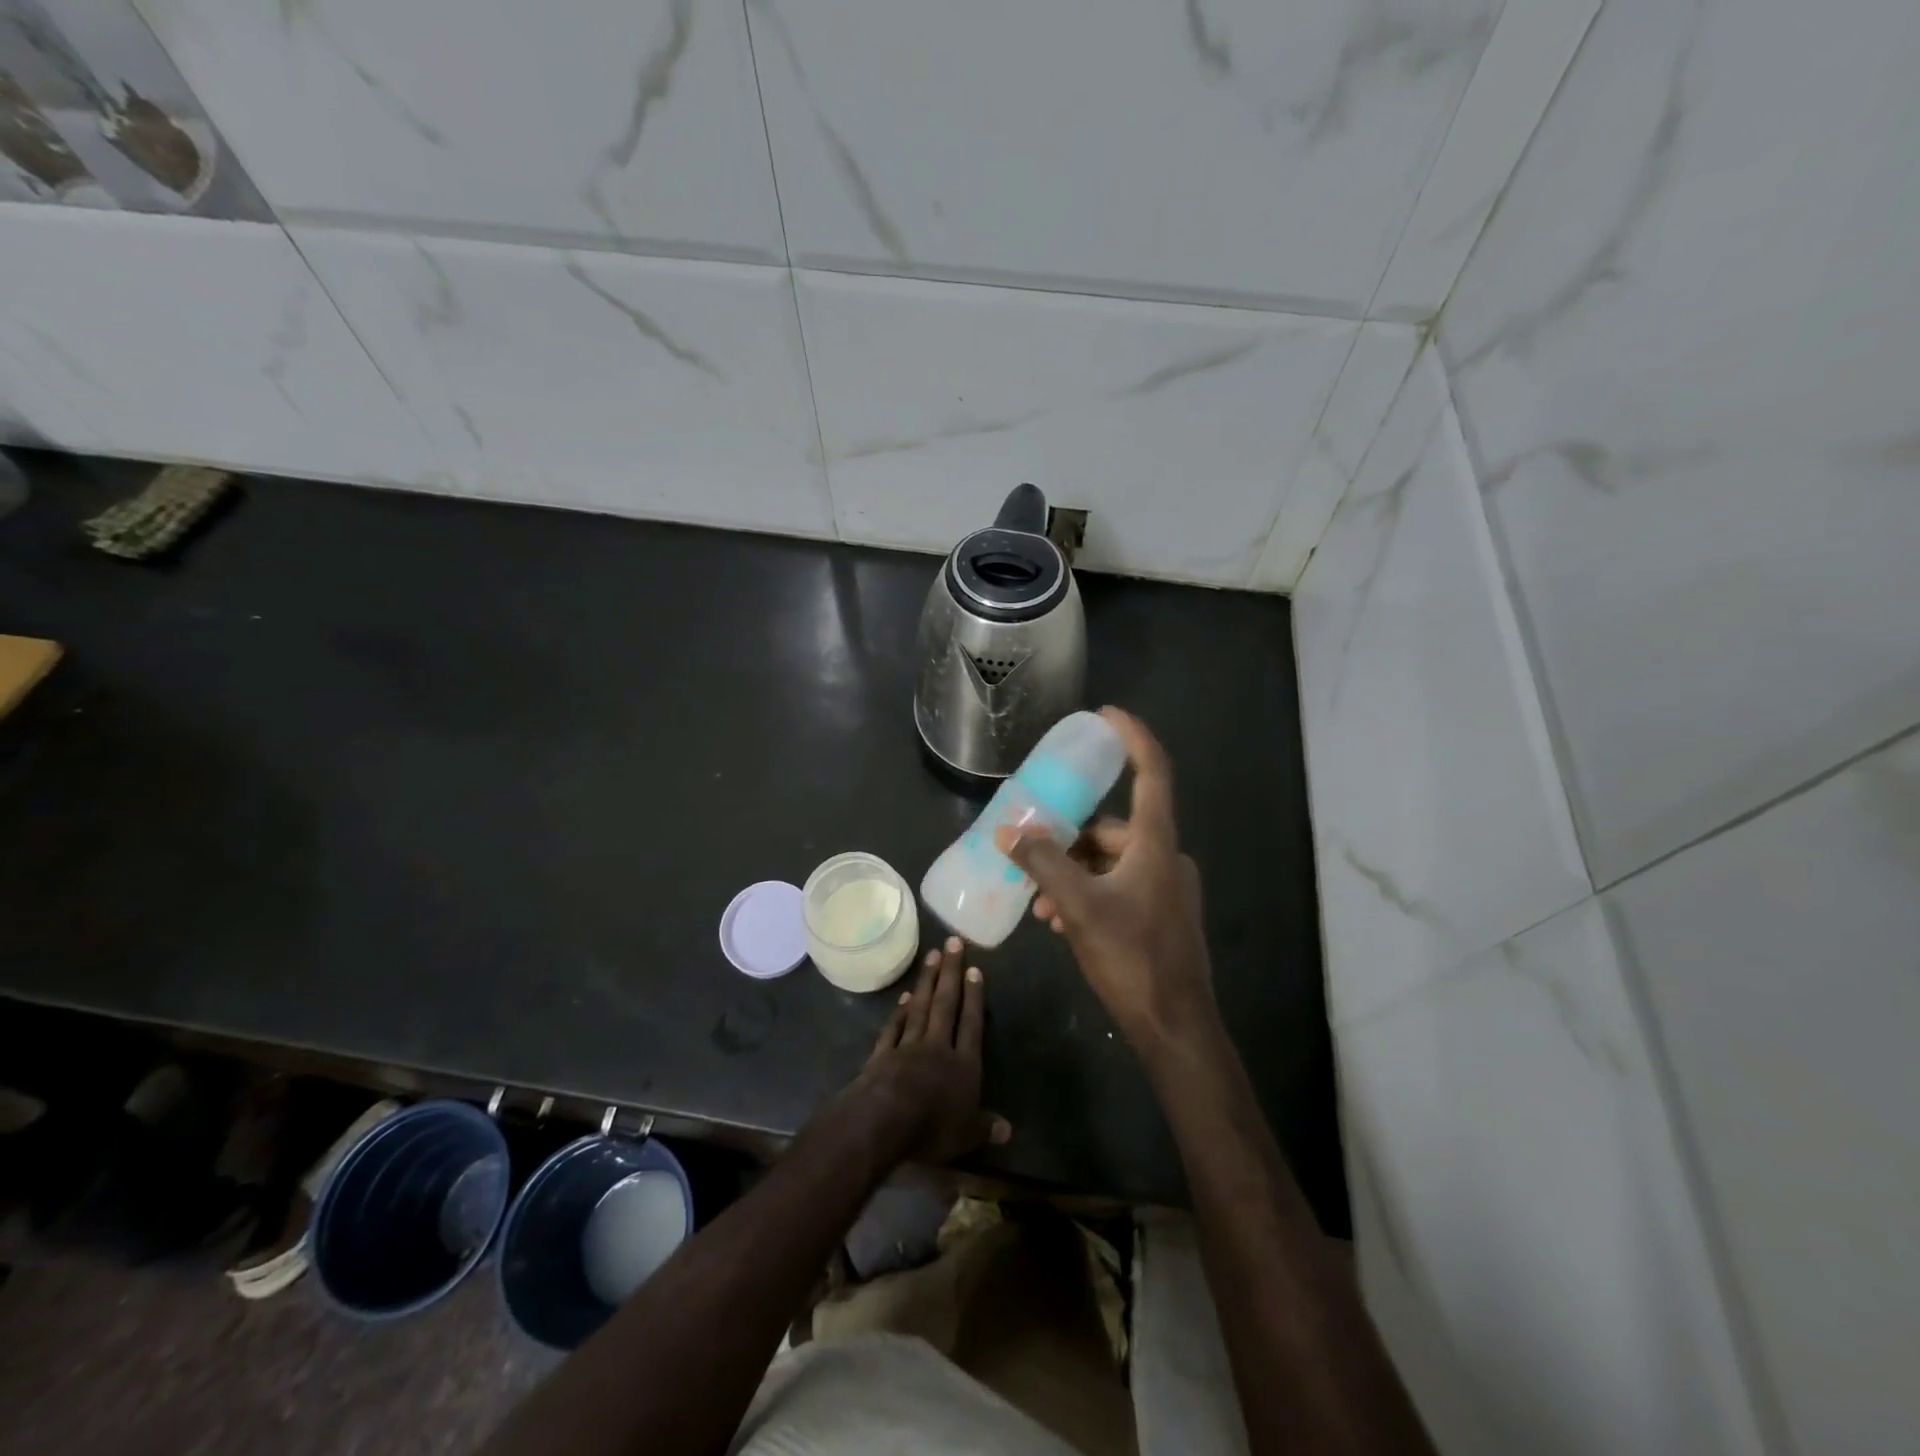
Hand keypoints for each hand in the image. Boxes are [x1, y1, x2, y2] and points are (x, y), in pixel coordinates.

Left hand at [852, 936, 1011, 1165]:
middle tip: (953, 942)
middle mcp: (938, 1048)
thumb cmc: (932, 1128)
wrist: (883, 1122)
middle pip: (946, 1004)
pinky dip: (900, 1012)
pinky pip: (894, 1028)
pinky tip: (904, 997)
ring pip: (921, 1007)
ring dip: (928, 981)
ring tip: (933, 955)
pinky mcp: (883, 1054)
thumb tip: (1009, 1131)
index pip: (972, 1024)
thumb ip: (986, 1127)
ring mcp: (908, 1047)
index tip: (975, 969)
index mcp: (964, 1065)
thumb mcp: (967, 1134)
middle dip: (951, 973)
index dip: (974, 997)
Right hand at [995, 707, 1220, 1062]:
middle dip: (1068, 839)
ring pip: (1110, 863)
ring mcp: (1166, 889)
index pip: (1151, 771)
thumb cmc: (1132, 957)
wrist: (1175, 1028)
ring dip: (1072, 874)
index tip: (1104, 715)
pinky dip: (1088, 894)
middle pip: (1112, 828)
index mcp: (1155, 843)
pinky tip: (1059, 922)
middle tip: (1029, 853)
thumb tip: (1007, 830)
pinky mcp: (1160, 916)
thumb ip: (1042, 863)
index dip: (1131, 737)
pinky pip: (1118, 888)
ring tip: (1038, 902)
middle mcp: (1165, 857)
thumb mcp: (1078, 906)